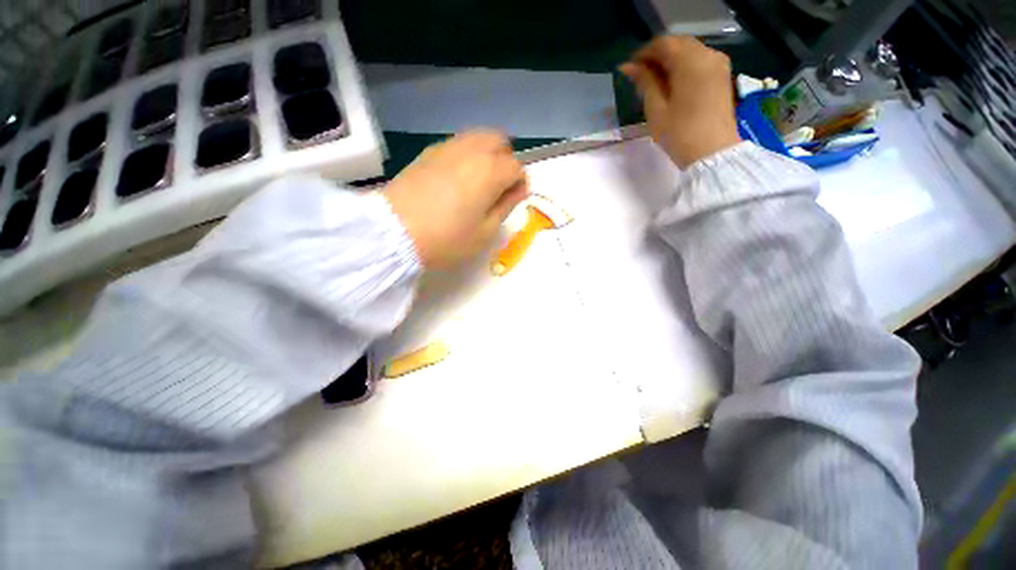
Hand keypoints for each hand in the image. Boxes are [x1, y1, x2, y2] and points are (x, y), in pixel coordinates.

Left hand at [382, 130, 528, 268]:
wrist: (395, 233)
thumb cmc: (447, 239)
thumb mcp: (485, 232)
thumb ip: (506, 206)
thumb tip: (518, 189)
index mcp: (490, 171)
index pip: (516, 167)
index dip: (519, 184)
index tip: (512, 201)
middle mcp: (471, 150)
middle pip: (499, 141)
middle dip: (506, 159)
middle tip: (498, 187)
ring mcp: (447, 148)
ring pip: (477, 138)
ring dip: (486, 155)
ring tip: (478, 182)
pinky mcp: (428, 152)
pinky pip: (457, 144)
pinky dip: (466, 155)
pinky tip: (457, 178)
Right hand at [620, 36, 740, 168]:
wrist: (712, 153)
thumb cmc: (679, 134)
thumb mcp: (656, 109)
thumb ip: (644, 82)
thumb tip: (629, 67)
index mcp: (690, 61)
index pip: (663, 44)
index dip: (643, 54)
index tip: (629, 70)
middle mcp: (708, 54)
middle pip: (678, 44)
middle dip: (657, 56)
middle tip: (640, 78)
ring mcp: (718, 64)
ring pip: (689, 52)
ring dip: (670, 62)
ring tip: (654, 84)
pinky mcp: (722, 76)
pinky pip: (699, 61)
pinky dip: (683, 67)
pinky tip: (672, 85)